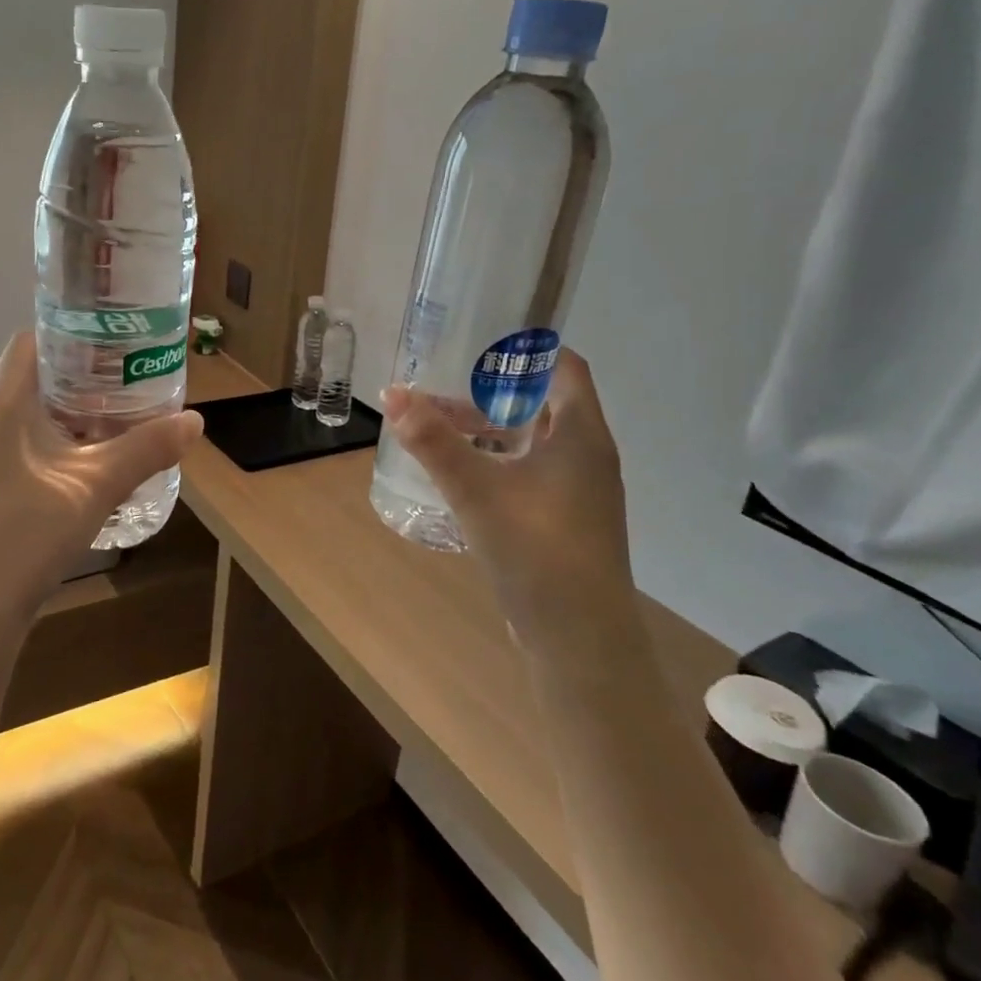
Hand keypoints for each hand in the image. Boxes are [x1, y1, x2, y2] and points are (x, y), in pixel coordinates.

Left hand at [0, 331, 203, 618]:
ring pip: (34, 422)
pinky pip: (30, 452)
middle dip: (84, 378)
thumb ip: (146, 450)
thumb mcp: (95, 486)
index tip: (113, 340)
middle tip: (131, 379)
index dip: (69, 332)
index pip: (29, 342)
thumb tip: (195, 422)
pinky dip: (63, 449)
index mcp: (2, 407)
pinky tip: (95, 471)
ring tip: (122, 421)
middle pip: (36, 381)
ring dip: (75, 418)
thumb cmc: (24, 533)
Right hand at [382, 350, 636, 655]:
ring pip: (533, 441)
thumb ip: (434, 441)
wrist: (579, 639)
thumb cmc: (536, 549)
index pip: (566, 367)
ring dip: (491, 428)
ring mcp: (580, 492)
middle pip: (543, 403)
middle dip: (493, 390)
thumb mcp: (476, 489)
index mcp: (581, 435)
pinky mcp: (566, 521)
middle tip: (445, 382)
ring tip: (441, 425)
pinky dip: (498, 460)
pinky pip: (531, 472)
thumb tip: (393, 393)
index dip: (529, 349)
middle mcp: (587, 456)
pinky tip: (462, 473)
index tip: (483, 341)